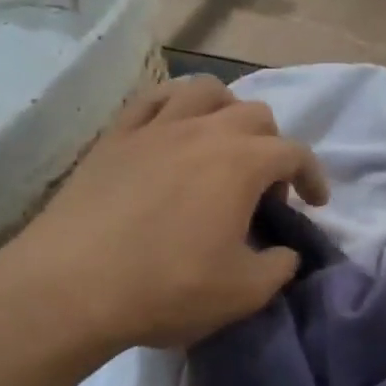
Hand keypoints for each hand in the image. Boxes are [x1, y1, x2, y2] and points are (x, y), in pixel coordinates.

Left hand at [0, 76, 327, 362]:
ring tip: (222, 146)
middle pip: (255, 115)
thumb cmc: (167, 289)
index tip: (315, 203)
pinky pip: (153, 100)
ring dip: (227, 112)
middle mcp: (203, 130)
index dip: (313, 176)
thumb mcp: (244, 293)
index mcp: (242, 163)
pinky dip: (175, 107)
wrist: (69, 287)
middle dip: (272, 147)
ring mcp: (154, 127)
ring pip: (205, 91)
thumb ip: (279, 267)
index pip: (294, 153)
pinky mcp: (115, 136)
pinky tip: (173, 131)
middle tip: (263, 190)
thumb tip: (285, 251)